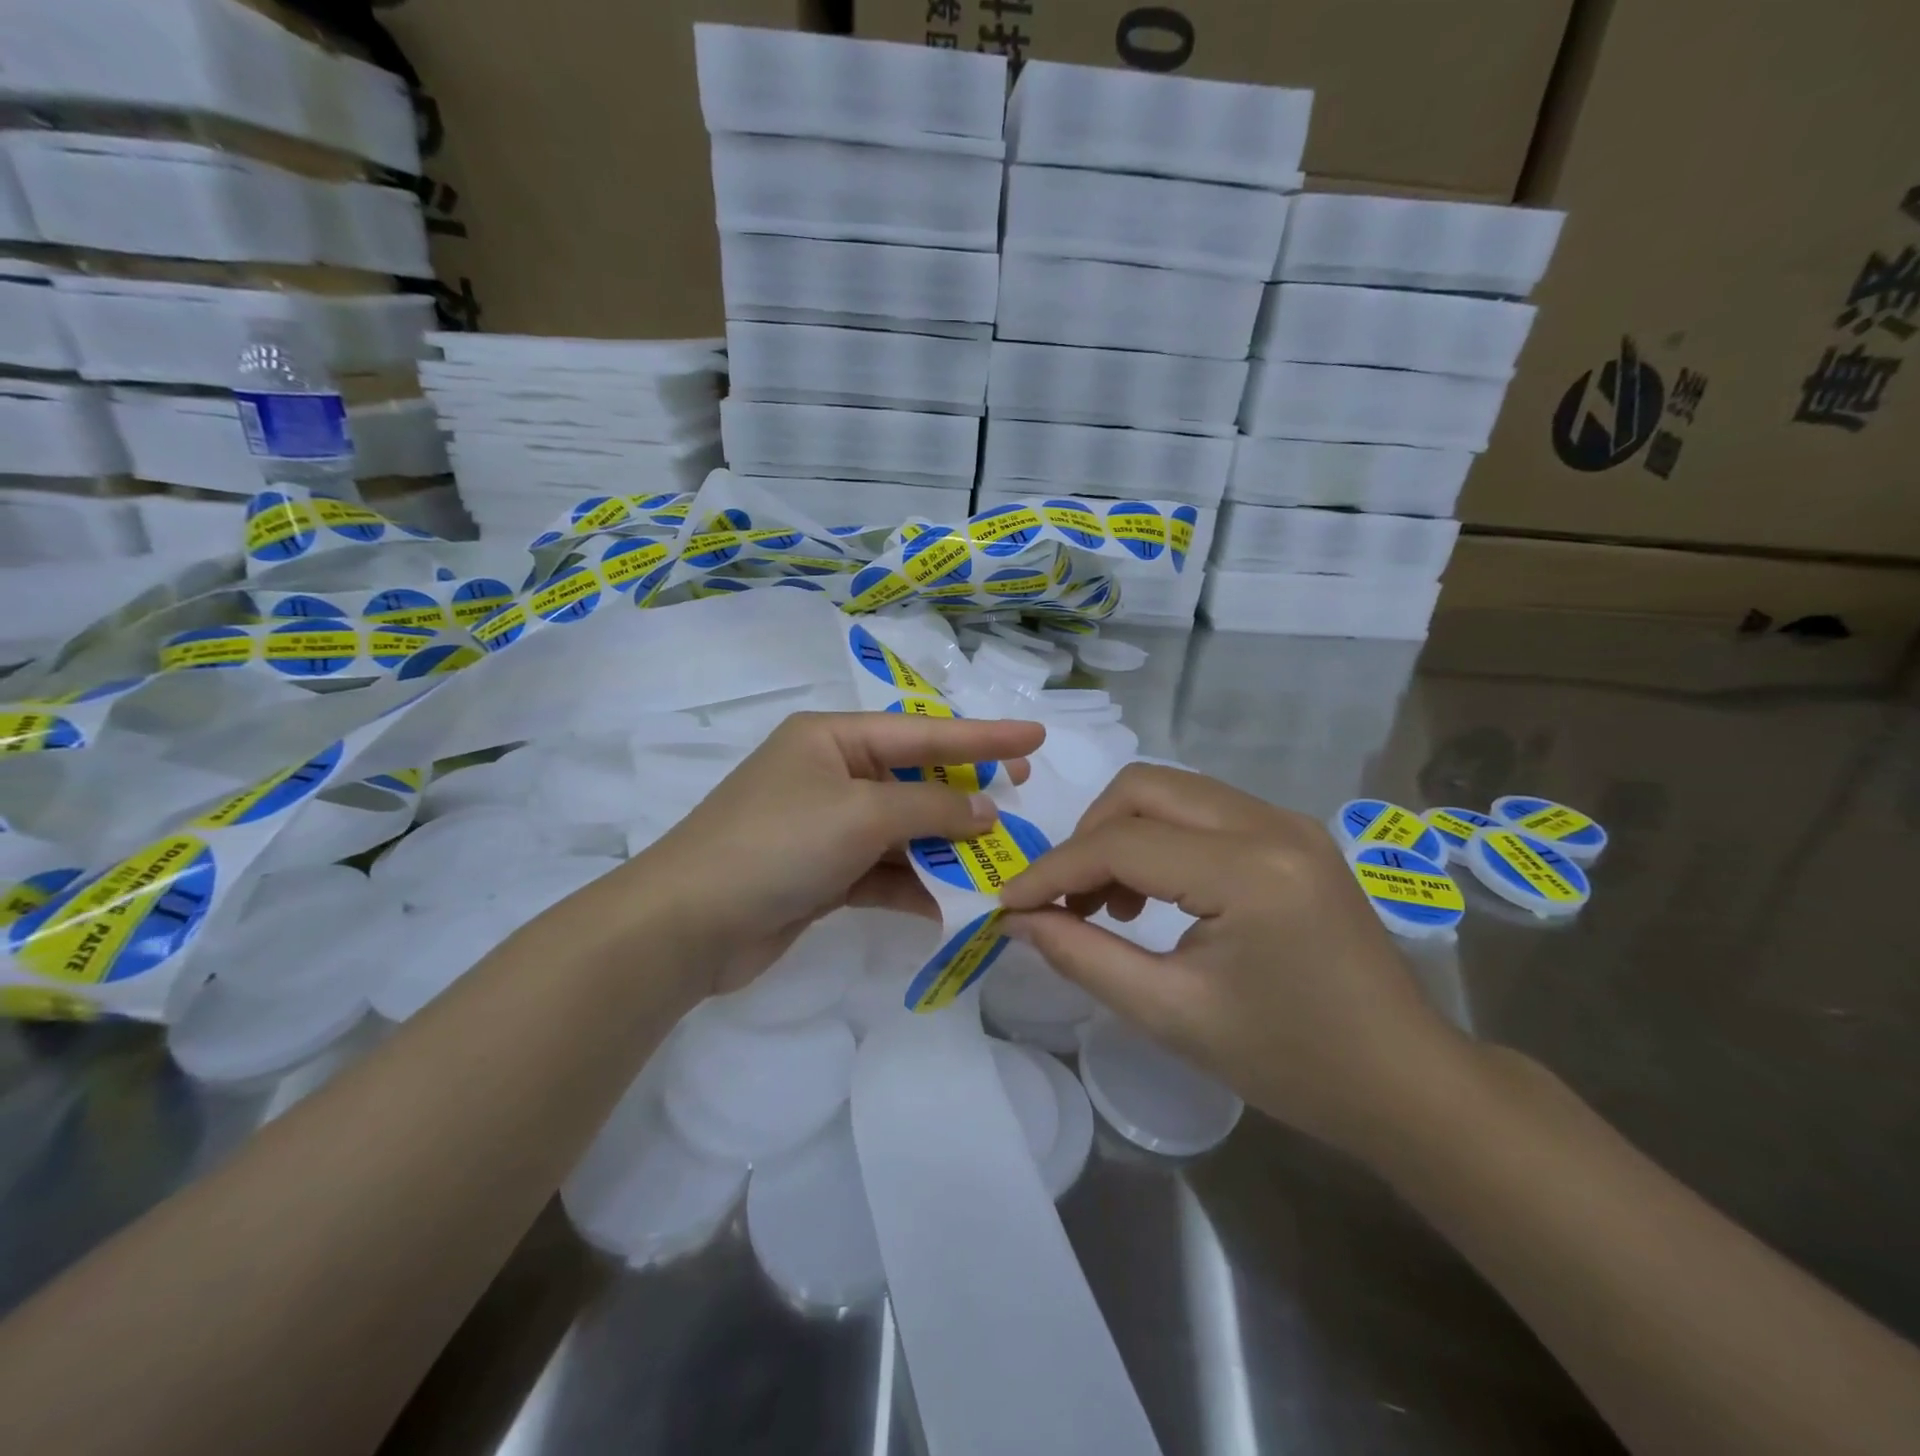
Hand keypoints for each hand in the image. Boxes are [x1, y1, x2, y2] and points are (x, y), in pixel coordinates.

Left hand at [615, 711, 1043, 1001]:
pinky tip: (951, 905)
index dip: (984, 736)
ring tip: (999, 860)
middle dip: (967, 793)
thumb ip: (931, 807)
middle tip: (1023, 793)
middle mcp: (831, 774)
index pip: (924, 732)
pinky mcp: (822, 873)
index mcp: (833, 738)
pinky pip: (883, 871)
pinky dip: (915, 885)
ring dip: (945, 847)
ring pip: (903, 829)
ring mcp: (825, 825)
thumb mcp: (861, 814)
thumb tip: (987, 810)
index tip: (1036, 736)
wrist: (687, 925)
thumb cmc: (777, 844)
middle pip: (915, 779)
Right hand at [997, 764, 1471, 1161]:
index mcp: (1249, 870)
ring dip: (1123, 832)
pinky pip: (1203, 810)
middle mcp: (1271, 823)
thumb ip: (1084, 957)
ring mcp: (1289, 821)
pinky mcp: (1294, 834)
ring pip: (1172, 790)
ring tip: (1108, 902)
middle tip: (1064, 898)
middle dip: (1087, 836)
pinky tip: (1155, 892)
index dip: (1053, 871)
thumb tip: (1020, 920)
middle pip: (1144, 787)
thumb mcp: (1172, 1015)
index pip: (1122, 843)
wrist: (1406, 1081)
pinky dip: (1160, 837)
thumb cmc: (1291, 1062)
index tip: (1008, 903)